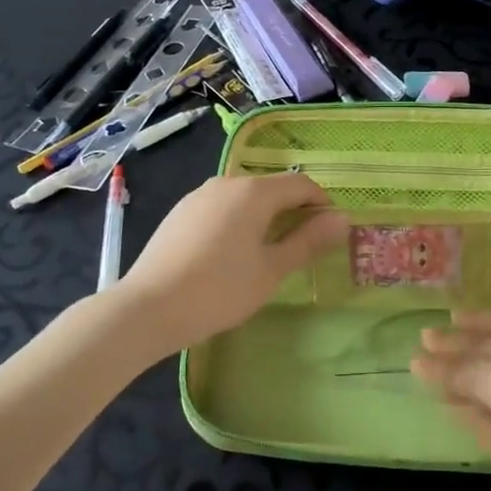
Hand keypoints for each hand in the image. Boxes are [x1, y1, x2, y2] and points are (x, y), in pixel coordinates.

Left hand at [112, 172, 348, 357]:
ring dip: (265, 216)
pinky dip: (238, 221)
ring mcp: (200, 195)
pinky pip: (221, 207)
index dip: (321, 203)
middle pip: (272, 188)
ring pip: (245, 197)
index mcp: (254, 192)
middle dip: (294, 210)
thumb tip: (342, 219)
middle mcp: (228, 182)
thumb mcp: (272, 270)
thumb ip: (308, 241)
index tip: (330, 231)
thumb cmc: (219, 290)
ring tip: (268, 252)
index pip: (301, 185)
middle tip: (304, 246)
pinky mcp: (180, 211)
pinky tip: (231, 253)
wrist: (148, 307)